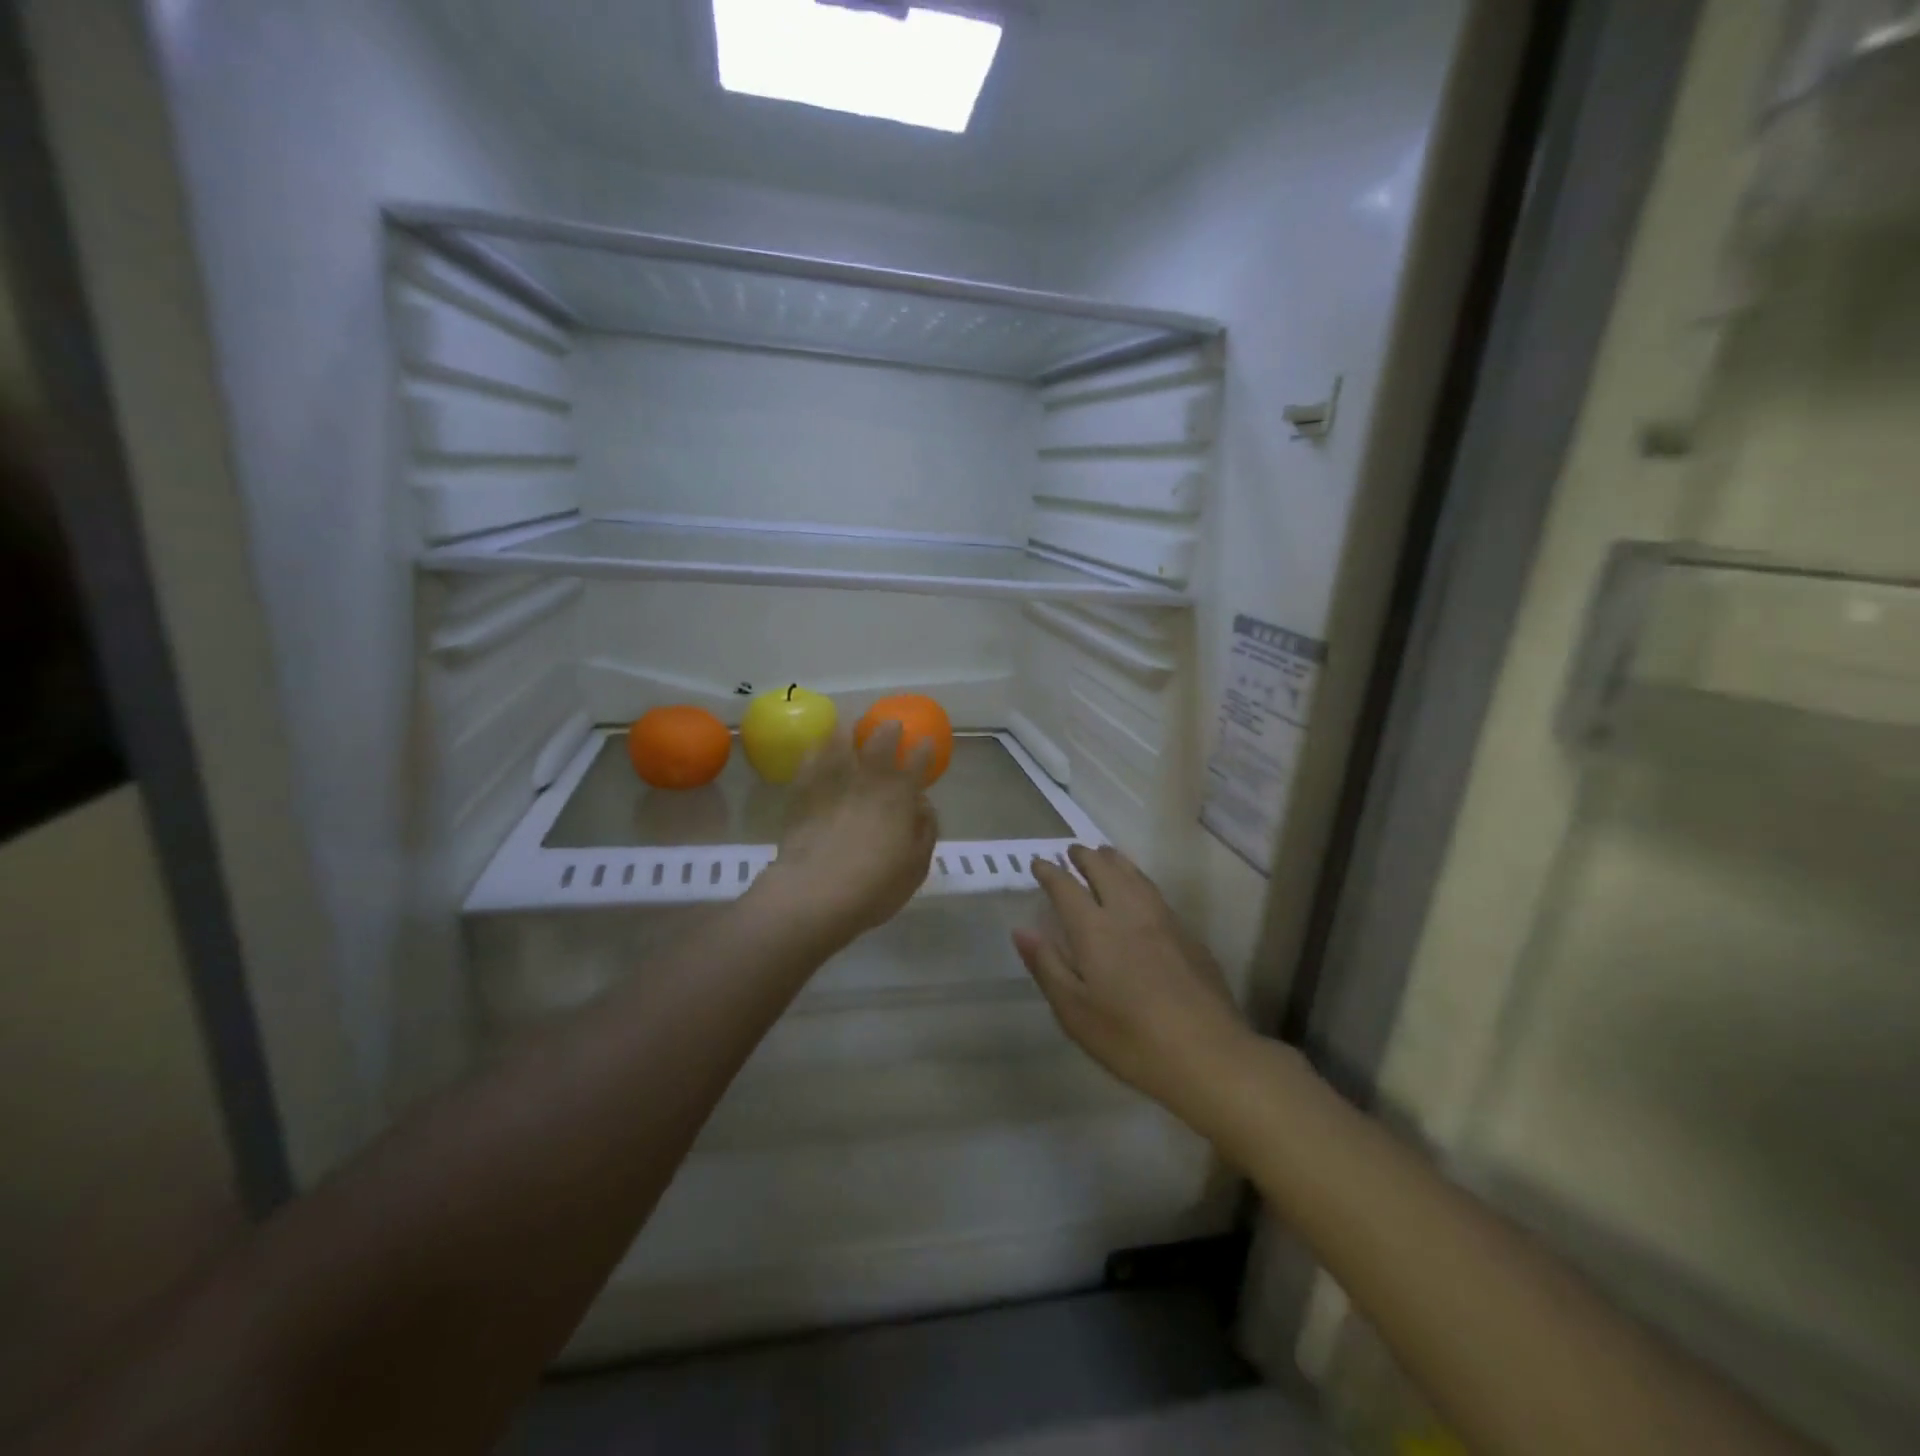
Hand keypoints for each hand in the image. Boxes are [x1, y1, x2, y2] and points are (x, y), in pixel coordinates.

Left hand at [756, 721, 937, 947]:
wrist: (815, 893)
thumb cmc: (875, 887)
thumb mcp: (916, 867)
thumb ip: (925, 832)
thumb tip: (923, 806)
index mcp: (901, 796)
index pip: (918, 763)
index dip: (923, 751)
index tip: (925, 744)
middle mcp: (869, 781)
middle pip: (880, 742)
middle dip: (888, 730)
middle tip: (890, 725)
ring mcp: (833, 782)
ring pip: (841, 743)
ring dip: (848, 731)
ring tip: (848, 727)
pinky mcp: (802, 792)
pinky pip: (809, 761)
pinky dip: (815, 750)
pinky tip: (815, 747)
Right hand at [1014, 845, 1249, 1111]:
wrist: (1208, 1054)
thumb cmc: (1130, 1038)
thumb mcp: (1074, 1011)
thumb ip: (1047, 965)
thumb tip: (1022, 929)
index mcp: (1095, 930)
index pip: (1066, 888)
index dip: (1050, 872)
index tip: (1039, 862)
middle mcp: (1128, 913)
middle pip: (1104, 870)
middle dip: (1085, 856)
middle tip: (1072, 851)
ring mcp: (1163, 920)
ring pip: (1134, 875)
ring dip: (1114, 861)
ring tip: (1104, 854)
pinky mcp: (1188, 934)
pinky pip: (1155, 891)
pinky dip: (1138, 879)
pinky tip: (1140, 890)